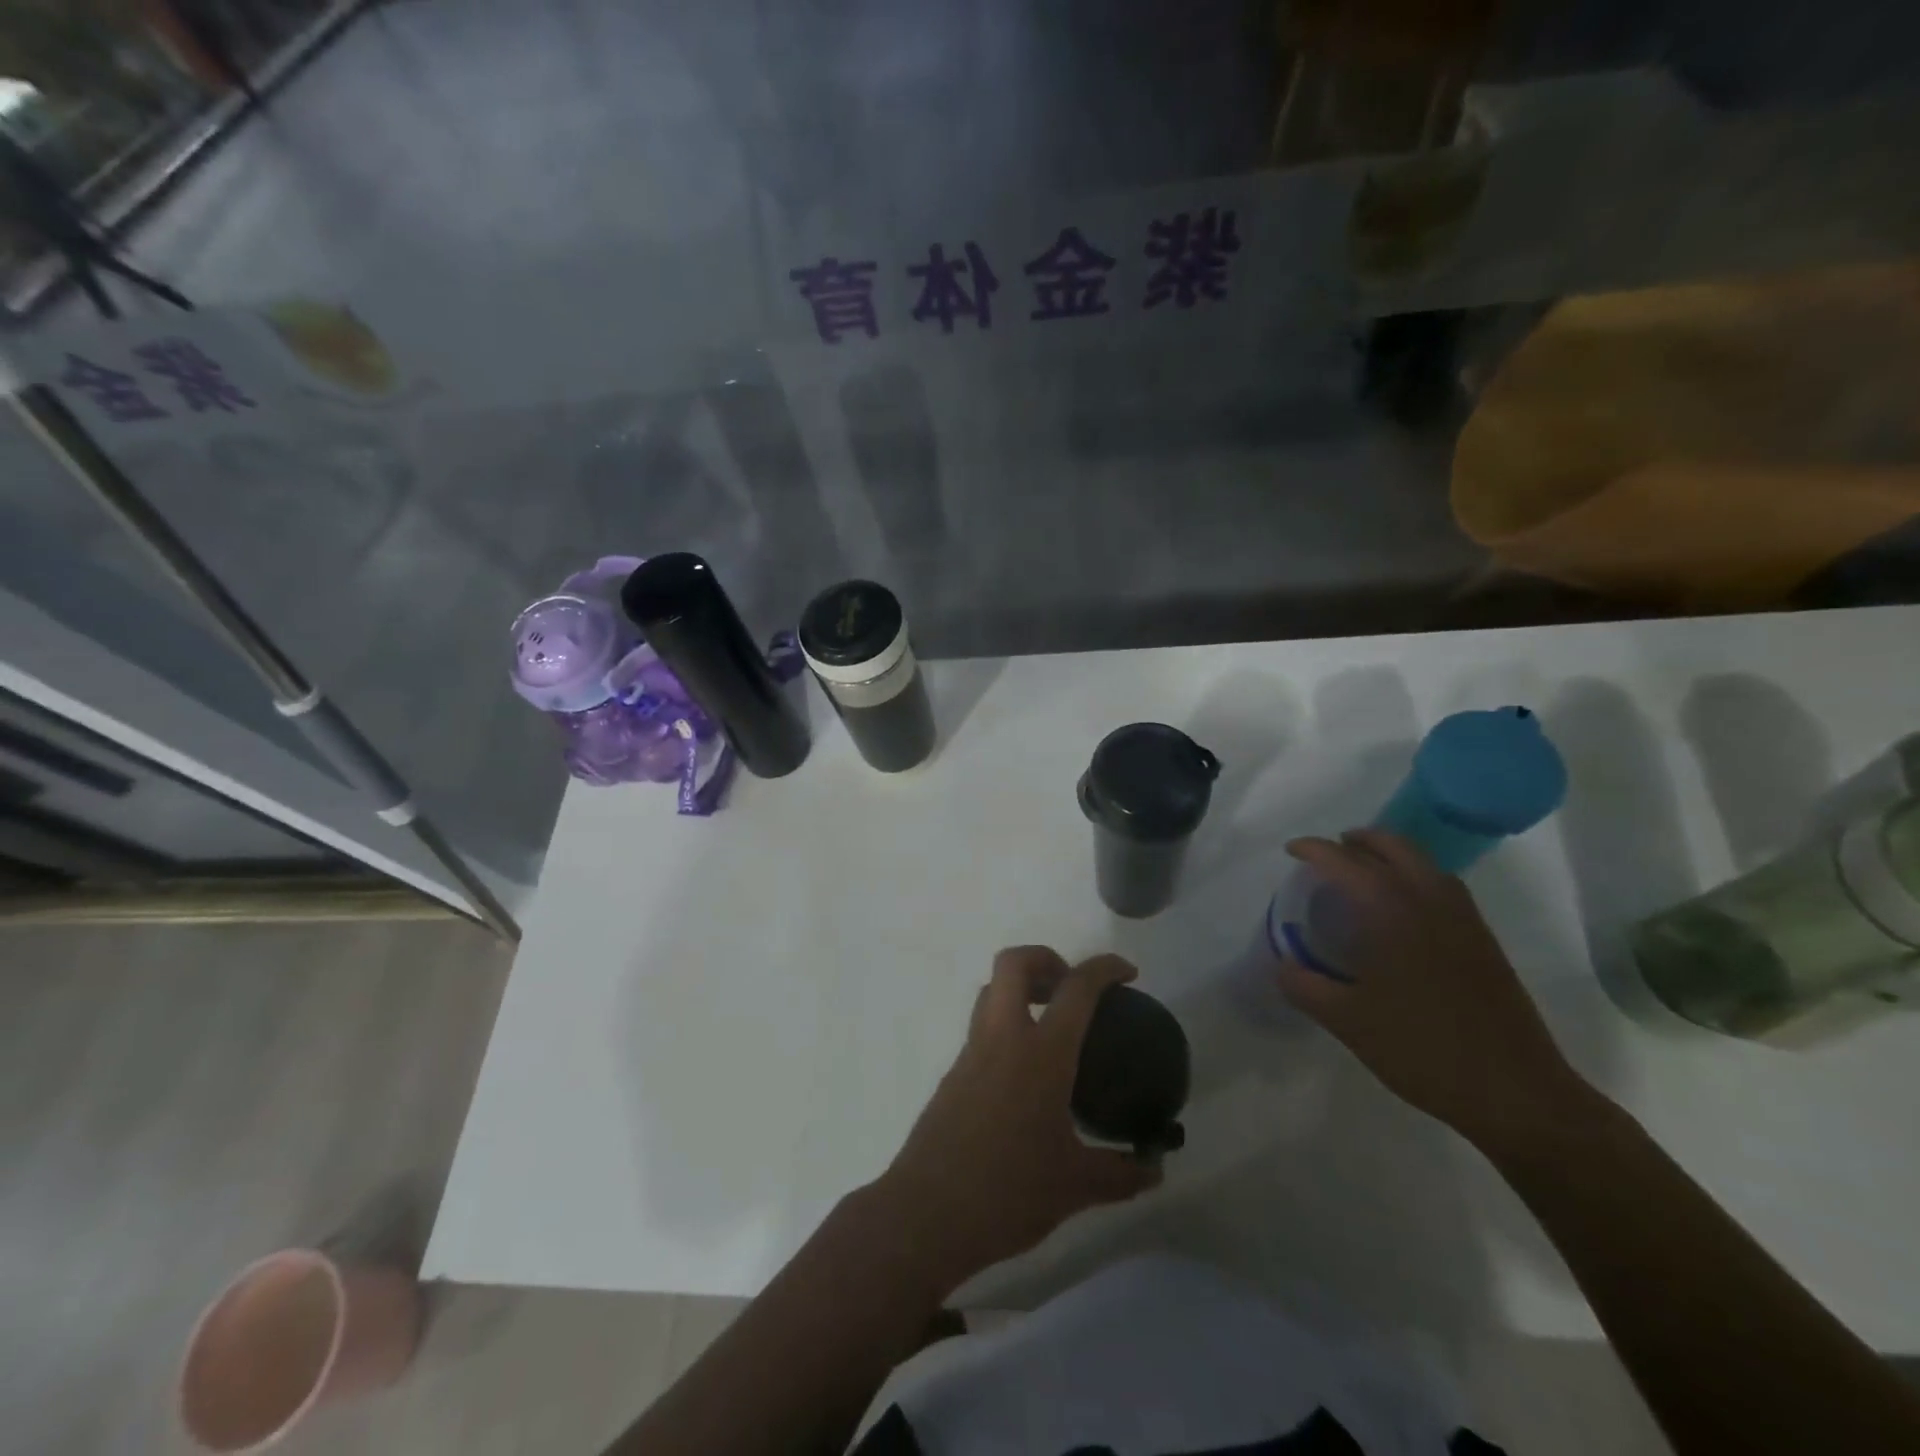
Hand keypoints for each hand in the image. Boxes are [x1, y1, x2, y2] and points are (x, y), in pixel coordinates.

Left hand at [875, 947, 1161, 1289]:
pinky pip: (983, 1028)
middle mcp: (1002, 1037)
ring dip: (1022, 990)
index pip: (1076, 988)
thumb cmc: (1008, 1191)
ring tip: (1053, 1026)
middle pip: (1014, 963)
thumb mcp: (1075, 1186)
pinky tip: (1027, 1075)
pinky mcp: (954, 1074)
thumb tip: (1154, 1169)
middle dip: (1046, 958)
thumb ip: (1120, 1174)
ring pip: (992, 992)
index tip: (1127, 973)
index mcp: (1040, 1053)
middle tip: (1072, 989)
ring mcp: (972, 1052)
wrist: (927, 1213)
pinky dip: (1007, 1027)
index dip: (1104, 968)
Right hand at [1278, 829, 1591, 1150]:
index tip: (1291, 850)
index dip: (1314, 849)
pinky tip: (1400, 911)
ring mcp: (1464, 920)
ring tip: (1362, 874)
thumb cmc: (1423, 1049)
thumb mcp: (1347, 1022)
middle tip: (1330, 854)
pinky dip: (1415, 878)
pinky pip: (1443, 887)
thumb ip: (1305, 987)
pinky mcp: (1483, 942)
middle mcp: (1430, 901)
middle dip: (1358, 841)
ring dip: (1390, 855)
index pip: (1345, 862)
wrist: (1517, 1092)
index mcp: (1393, 911)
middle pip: (1393, 846)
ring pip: (1424, 863)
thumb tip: (1283, 965)